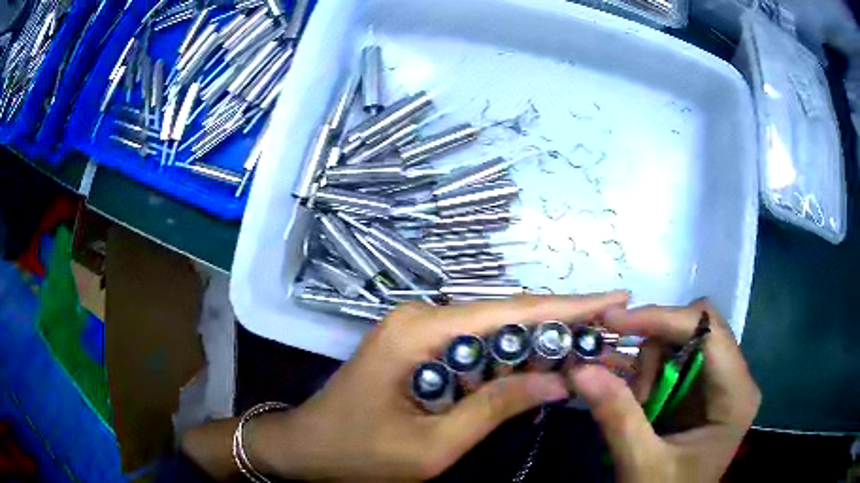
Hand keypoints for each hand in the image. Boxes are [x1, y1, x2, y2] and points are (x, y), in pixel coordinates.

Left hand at [245, 292, 628, 480]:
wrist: (308, 447)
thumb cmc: (360, 453)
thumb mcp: (432, 445)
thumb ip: (495, 408)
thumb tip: (559, 381)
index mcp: (421, 331)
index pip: (512, 311)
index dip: (569, 305)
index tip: (615, 298)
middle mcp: (423, 317)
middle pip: (507, 315)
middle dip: (563, 325)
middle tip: (612, 332)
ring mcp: (419, 328)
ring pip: (495, 330)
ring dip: (541, 342)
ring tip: (590, 349)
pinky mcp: (419, 346)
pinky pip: (476, 346)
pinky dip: (512, 356)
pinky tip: (542, 366)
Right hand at [568, 300, 760, 482]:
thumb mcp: (641, 465)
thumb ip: (618, 418)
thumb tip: (581, 369)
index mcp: (736, 394)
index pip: (709, 330)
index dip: (663, 318)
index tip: (614, 322)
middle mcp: (733, 378)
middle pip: (695, 329)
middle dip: (653, 349)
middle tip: (618, 374)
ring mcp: (717, 383)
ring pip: (679, 342)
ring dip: (646, 368)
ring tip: (635, 406)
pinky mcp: (699, 391)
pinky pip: (671, 361)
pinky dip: (644, 374)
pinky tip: (630, 396)